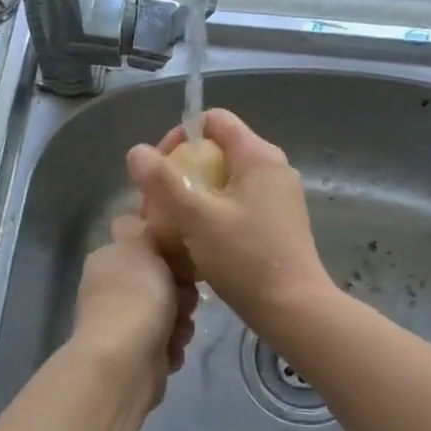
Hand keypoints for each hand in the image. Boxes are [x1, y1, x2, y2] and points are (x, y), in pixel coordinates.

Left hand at [70, 215, 197, 409]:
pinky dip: (173, 346)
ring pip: (169, 313)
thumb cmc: (136, 296)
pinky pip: (168, 342)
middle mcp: (112, 291)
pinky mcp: (137, 354)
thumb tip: (132, 218)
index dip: (169, 252)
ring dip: (181, 321)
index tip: (183, 260)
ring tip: (177, 329)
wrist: (125, 361)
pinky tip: (170, 350)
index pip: (144, 247)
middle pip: (162, 282)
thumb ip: (140, 228)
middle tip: (184, 299)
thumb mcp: (140, 246)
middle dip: (180, 292)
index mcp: (109, 261)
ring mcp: (122, 324)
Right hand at [127, 110, 332, 342]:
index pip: (213, 121)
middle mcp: (272, 169)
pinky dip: (212, 215)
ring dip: (193, 198)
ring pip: (224, 182)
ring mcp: (278, 197)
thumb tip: (136, 152)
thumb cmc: (245, 259)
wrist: (294, 310)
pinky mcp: (278, 223)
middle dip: (180, 173)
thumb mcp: (196, 218)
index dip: (179, 137)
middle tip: (157, 207)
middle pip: (216, 152)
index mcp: (258, 156)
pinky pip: (237, 205)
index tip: (159, 171)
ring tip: (170, 228)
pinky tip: (195, 244)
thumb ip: (163, 182)